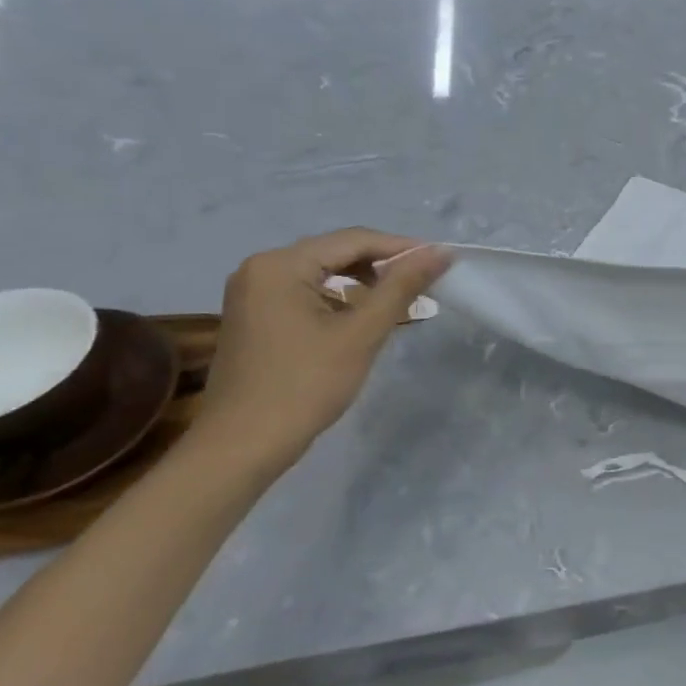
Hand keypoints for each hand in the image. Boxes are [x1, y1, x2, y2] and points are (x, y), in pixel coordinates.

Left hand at [194, 229, 451, 467]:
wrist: (243, 445)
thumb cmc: (305, 385)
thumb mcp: (362, 333)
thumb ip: (402, 287)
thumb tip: (441, 252)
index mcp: (281, 265)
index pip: (353, 240)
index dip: (402, 248)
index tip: (442, 261)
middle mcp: (261, 268)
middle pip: (336, 253)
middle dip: (384, 266)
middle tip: (426, 283)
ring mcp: (253, 293)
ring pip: (323, 274)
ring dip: (364, 284)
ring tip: (402, 302)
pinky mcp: (255, 317)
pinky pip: (307, 293)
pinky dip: (340, 300)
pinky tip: (364, 319)